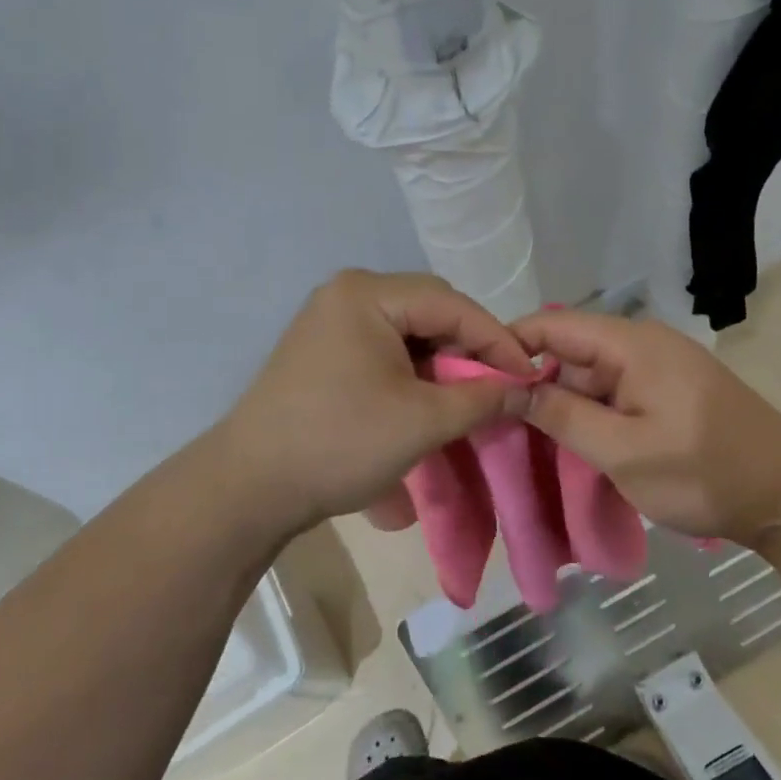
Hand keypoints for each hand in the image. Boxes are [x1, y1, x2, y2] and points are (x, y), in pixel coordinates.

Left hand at [219, 270, 534, 531]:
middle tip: (497, 388)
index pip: (452, 304)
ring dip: (442, 362)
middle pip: (430, 310)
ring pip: (409, 331)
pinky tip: (427, 399)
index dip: (498, 341)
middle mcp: (347, 293)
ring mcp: (330, 320)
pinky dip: (413, 370)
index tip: (530, 377)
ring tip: (466, 399)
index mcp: (367, 293)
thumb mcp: (423, 421)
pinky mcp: (323, 349)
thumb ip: (483, 398)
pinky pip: (384, 347)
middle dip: (469, 350)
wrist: (250, 486)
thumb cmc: (340, 443)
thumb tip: (526, 389)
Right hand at [513, 310, 780, 546]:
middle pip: (568, 350)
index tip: (475, 382)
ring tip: (523, 439)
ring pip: (589, 376)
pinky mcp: (667, 392)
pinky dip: (589, 415)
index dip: (509, 346)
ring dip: (560, 405)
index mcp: (631, 343)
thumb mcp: (623, 451)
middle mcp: (642, 344)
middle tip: (495, 422)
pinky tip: (569, 445)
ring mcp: (657, 368)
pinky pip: (613, 393)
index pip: (552, 324)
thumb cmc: (704, 472)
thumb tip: (510, 387)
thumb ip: (563, 416)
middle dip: (531, 382)